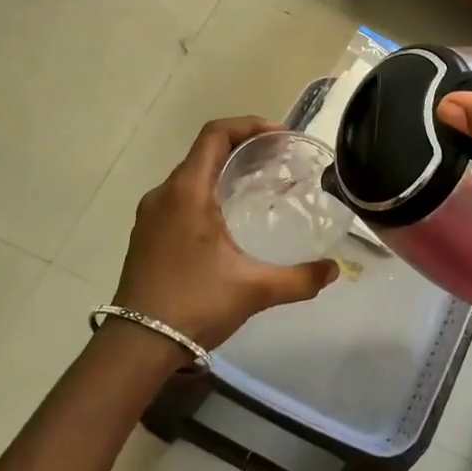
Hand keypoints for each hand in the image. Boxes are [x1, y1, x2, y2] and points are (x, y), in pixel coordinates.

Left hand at [110, 117, 337, 352]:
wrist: (137, 345)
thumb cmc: (194, 304)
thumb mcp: (254, 290)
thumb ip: (299, 278)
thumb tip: (334, 270)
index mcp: (187, 192)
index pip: (215, 135)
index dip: (249, 126)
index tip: (280, 137)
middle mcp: (164, 194)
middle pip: (204, 151)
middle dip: (242, 148)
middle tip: (278, 161)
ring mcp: (151, 215)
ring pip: (190, 176)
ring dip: (222, 171)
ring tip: (257, 187)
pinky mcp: (146, 234)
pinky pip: (179, 197)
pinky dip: (206, 193)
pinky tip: (227, 220)